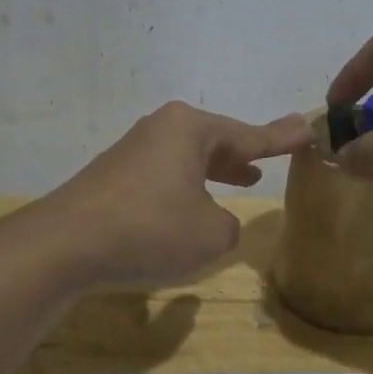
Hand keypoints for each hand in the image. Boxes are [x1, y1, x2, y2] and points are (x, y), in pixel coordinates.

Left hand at [39, 102, 312, 286]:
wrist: (66, 244)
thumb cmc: (151, 228)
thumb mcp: (211, 234)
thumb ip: (228, 225)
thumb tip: (214, 220)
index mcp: (189, 129)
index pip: (247, 135)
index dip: (279, 138)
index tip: (306, 129)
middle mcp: (160, 130)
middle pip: (214, 140)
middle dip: (242, 153)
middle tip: (269, 158)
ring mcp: (132, 151)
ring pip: (186, 158)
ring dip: (213, 171)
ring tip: (240, 180)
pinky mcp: (112, 177)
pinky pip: (163, 175)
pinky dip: (185, 186)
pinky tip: (189, 207)